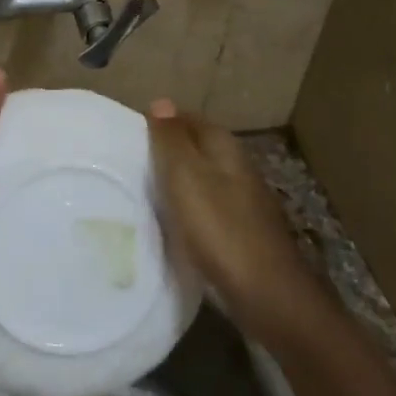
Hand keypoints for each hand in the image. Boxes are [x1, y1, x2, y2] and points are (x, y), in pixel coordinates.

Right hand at [148, 100, 315, 324]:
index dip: (161, 123)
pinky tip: (170, 224)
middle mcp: (238, 169)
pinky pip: (206, 210)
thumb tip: (161, 101)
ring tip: (141, 192)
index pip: (189, 120)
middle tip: (128, 162)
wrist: (267, 294)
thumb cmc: (220, 229)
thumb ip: (172, 141)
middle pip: (197, 150)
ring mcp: (243, 203)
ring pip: (202, 181)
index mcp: (225, 149)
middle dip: (167, 152)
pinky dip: (187, 211)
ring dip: (177, 183)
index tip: (129, 134)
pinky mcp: (241, 234)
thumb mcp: (186, 177)